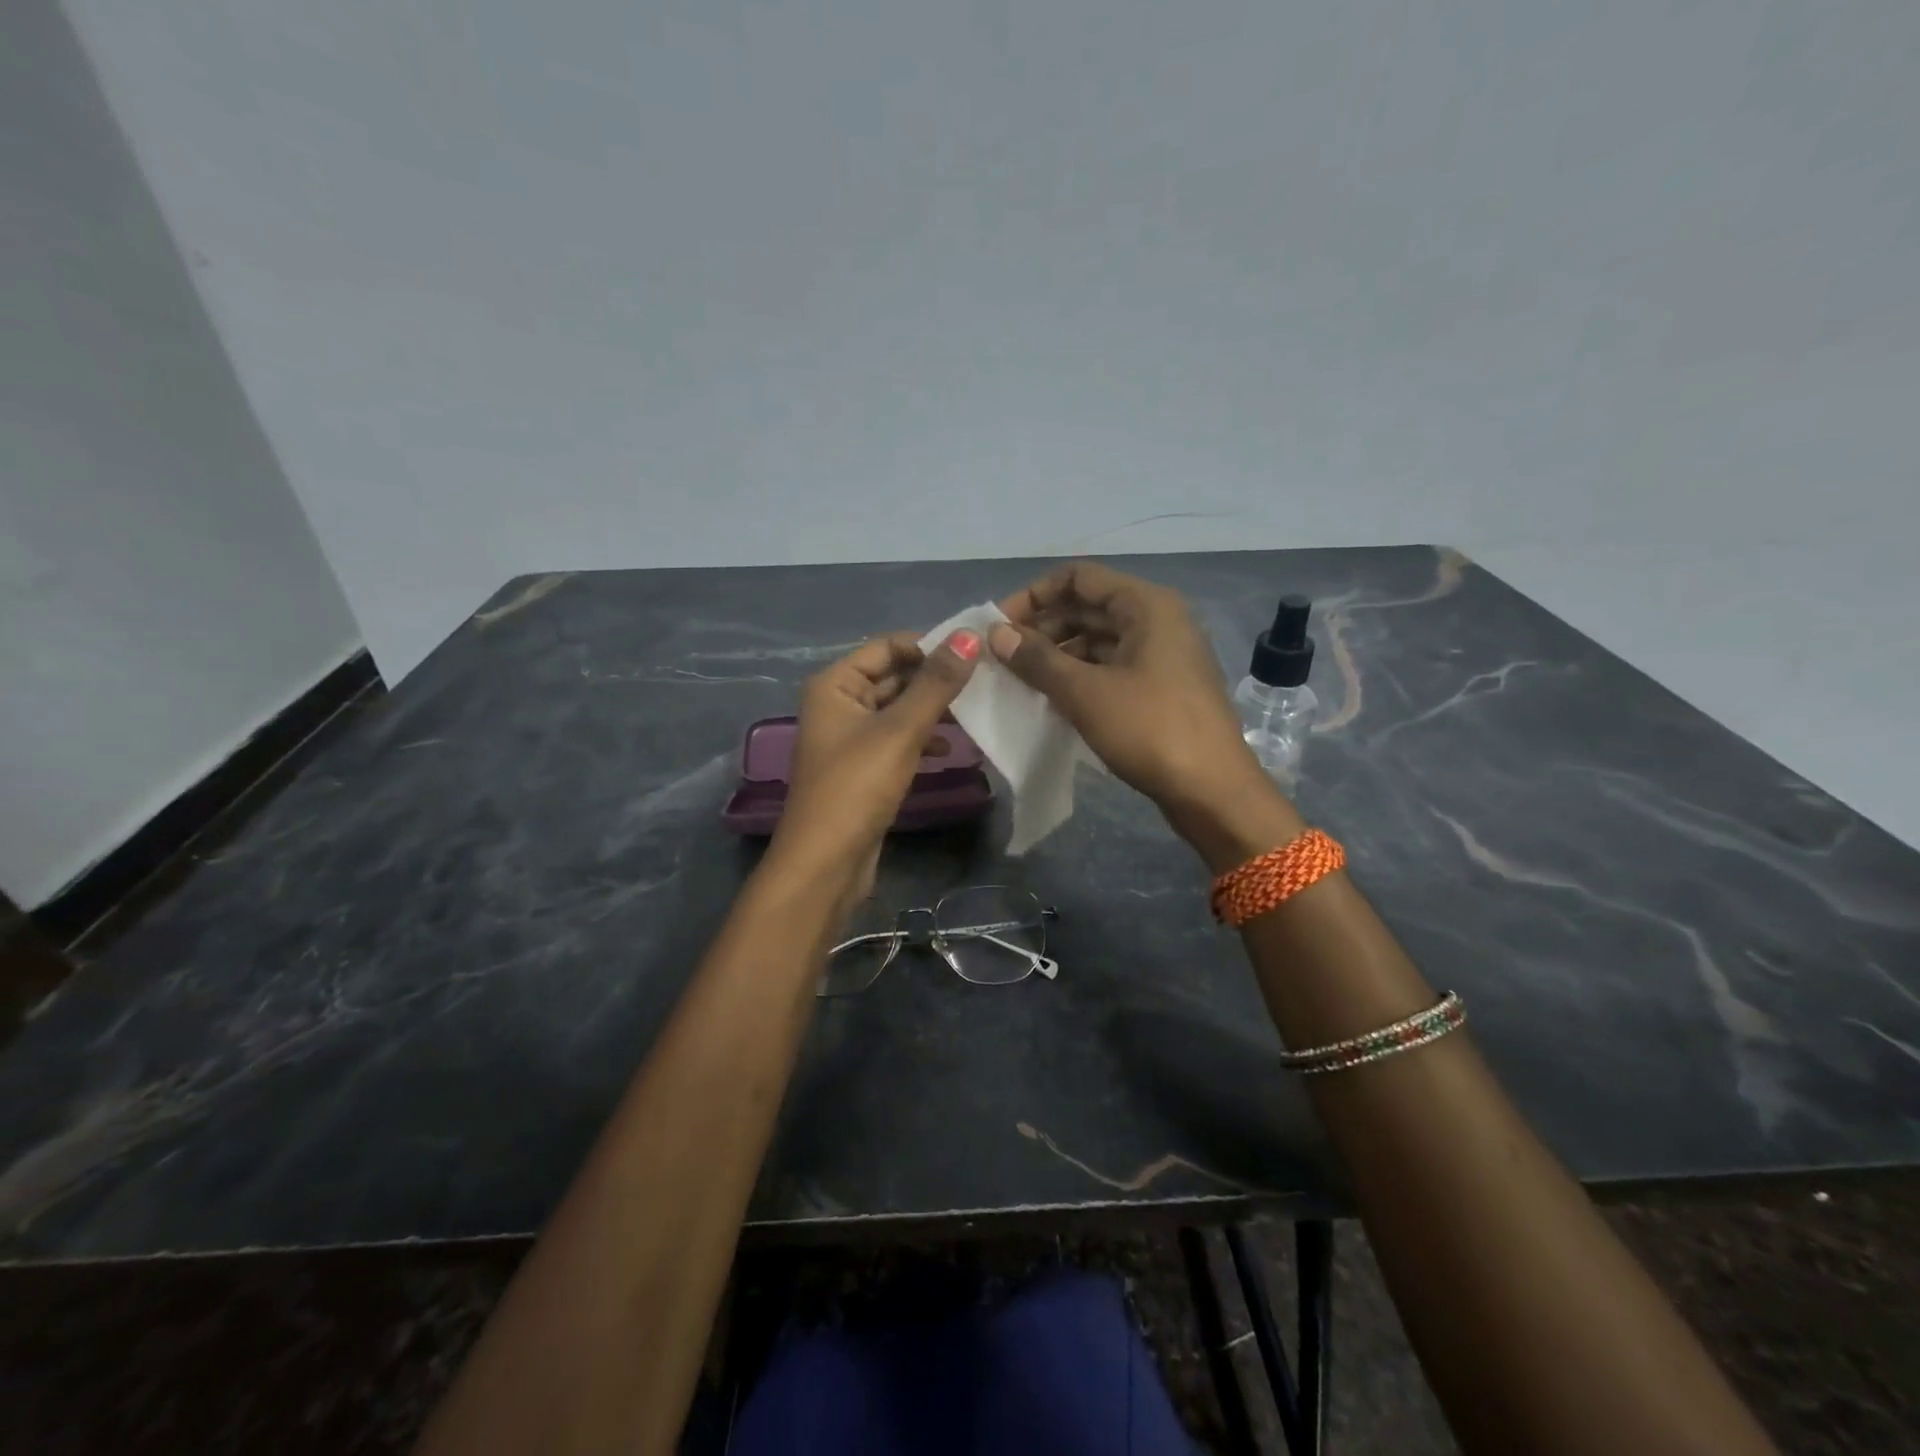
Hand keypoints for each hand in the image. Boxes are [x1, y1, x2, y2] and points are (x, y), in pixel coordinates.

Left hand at [767, 629, 981, 904]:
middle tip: (987, 679)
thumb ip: (937, 683)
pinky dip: (923, 738)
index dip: (930, 645)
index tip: (977, 651)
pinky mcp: (864, 767)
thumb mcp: (901, 730)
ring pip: (899, 709)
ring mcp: (850, 738)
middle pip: (894, 677)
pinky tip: (951, 748)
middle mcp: (838, 703)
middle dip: (935, 678)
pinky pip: (898, 738)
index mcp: (835, 684)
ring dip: (933, 709)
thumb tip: (970, 635)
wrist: (826, 863)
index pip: (888, 647)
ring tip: (976, 710)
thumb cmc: (858, 786)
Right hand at [989, 561, 1302, 865]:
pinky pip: (1111, 667)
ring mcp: (1163, 655)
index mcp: (1146, 605)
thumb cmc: (1150, 729)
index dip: (1034, 595)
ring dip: (1058, 654)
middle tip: (1002, 656)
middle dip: (1042, 627)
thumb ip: (1037, 659)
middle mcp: (1157, 620)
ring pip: (1099, 640)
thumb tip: (996, 634)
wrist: (1212, 791)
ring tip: (1020, 679)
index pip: (1078, 578)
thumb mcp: (1085, 693)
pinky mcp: (1162, 687)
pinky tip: (1051, 698)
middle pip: (1088, 607)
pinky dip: (1080, 675)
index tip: (999, 626)